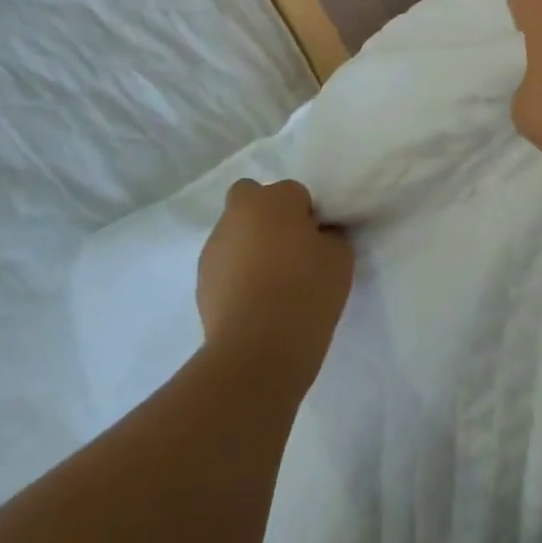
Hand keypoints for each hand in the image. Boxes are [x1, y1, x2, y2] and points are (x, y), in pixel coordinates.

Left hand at [198, 180, 352, 381]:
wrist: (257, 349)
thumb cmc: (306, 291)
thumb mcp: (340, 257)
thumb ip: (330, 235)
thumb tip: (318, 235)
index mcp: (274, 198)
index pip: (295, 193)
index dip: (307, 216)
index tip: (317, 242)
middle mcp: (238, 213)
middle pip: (251, 199)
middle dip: (266, 215)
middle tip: (288, 250)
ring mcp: (214, 247)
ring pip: (235, 232)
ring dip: (250, 245)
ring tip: (271, 284)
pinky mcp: (201, 281)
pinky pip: (225, 265)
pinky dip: (237, 274)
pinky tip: (254, 303)